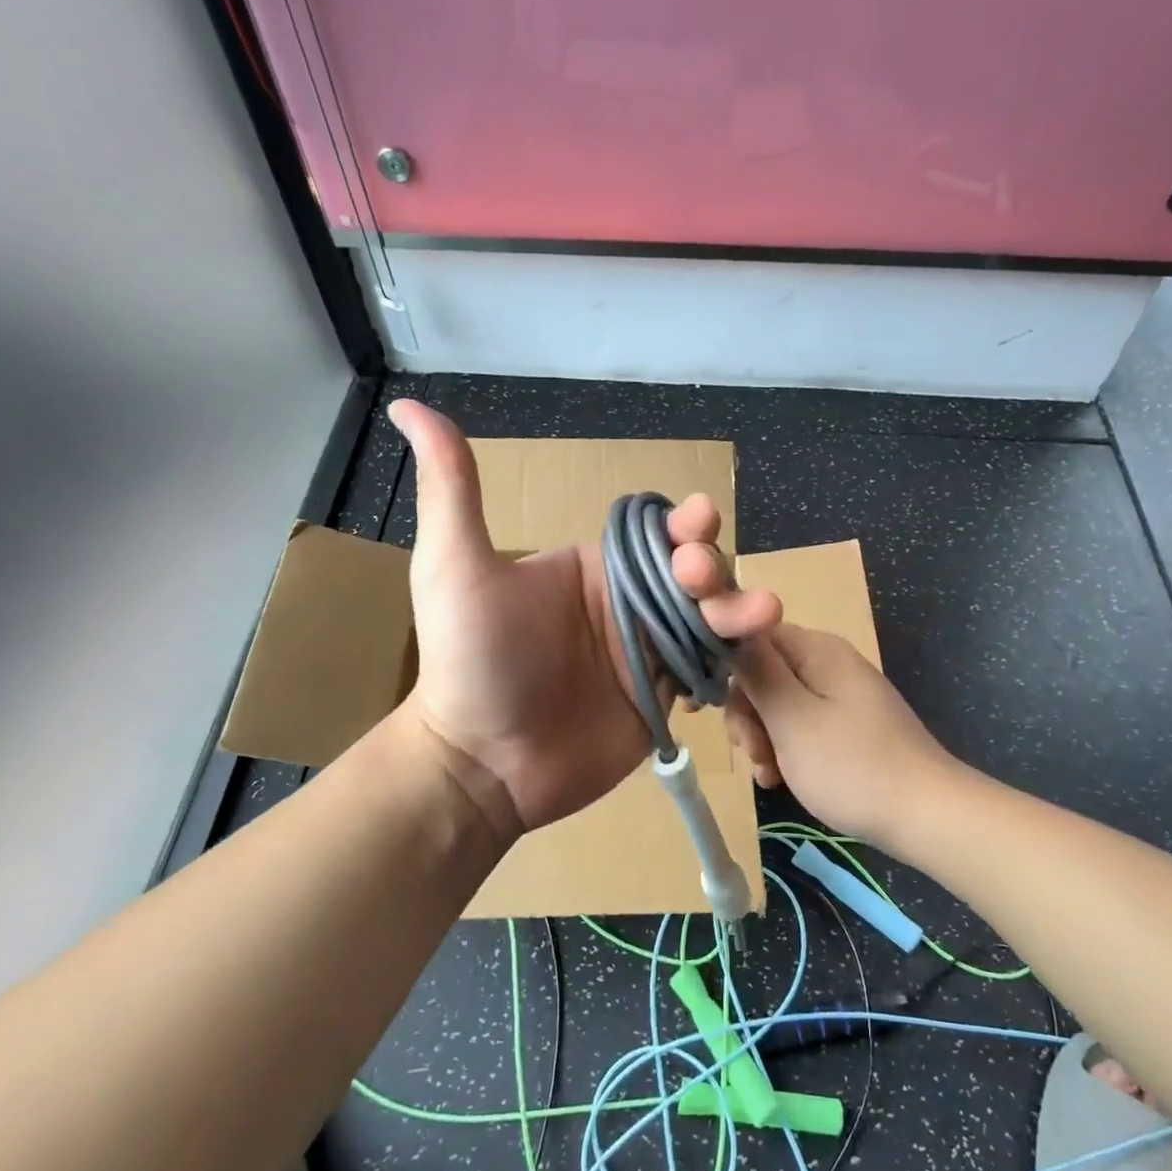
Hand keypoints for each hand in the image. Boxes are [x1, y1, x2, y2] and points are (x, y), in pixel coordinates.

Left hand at [387, 401, 779, 839]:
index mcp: (594, 569)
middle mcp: (628, 606)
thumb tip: (411, 406)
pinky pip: (712, 667)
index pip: (654, 533)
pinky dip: (735, 656)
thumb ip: (452, 488)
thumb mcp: (454, 566)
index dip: (682, 522)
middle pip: (694, 572)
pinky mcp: (666, 700)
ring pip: (712, 618)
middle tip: (701, 578)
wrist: (482, 764)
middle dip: (713, 565)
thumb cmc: (469, 662)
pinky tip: (752, 652)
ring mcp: (650, 654)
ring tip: (760, 613)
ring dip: (739, 608)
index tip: (697, 519)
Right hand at [725, 624, 956, 849]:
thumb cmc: (851, 765)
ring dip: (763, 738)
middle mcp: (827, 663)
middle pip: (763, 673)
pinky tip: (780, 780)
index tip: (706, 708)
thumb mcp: (791, 718)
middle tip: (750, 751)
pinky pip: (802, 725)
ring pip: (779, 704)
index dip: (724, 667)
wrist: (925, 815)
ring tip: (768, 774)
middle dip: (747, 714)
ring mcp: (840, 695)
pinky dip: (786, 750)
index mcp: (816, 650)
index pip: (752, 636)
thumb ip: (756, 673)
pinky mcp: (847, 725)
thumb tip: (729, 629)